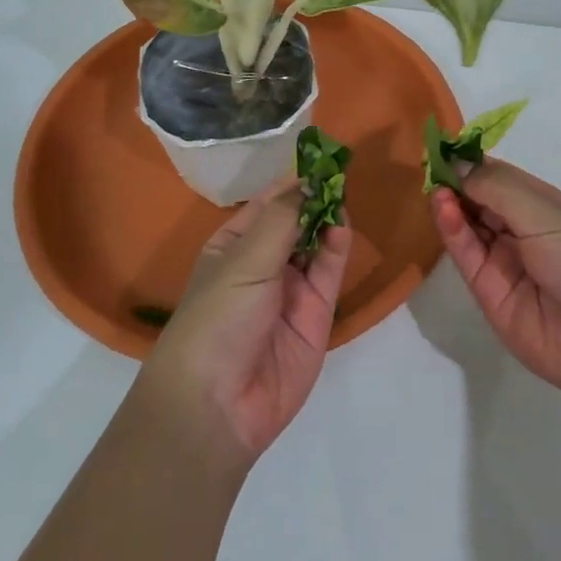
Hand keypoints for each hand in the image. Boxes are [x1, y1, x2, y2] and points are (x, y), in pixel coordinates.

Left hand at [146, 181, 352, 464]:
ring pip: (315, 245)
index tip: (319, 156)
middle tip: (340, 169)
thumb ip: (281, 220)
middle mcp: (261, 265)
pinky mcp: (316, 315)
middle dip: (313, 198)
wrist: (219, 404)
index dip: (290, 182)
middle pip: (294, 222)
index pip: (265, 205)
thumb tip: (306, 182)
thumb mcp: (243, 261)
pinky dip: (337, 248)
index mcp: (230, 247)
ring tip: (342, 192)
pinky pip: (329, 273)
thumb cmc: (217, 319)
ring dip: (326, 219)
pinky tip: (341, 225)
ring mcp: (290, 290)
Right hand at [430, 159, 560, 406]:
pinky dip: (452, 230)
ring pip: (469, 227)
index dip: (472, 163)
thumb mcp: (545, 212)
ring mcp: (504, 262)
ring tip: (435, 187)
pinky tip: (442, 207)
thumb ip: (496, 187)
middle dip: (457, 182)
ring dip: (452, 204)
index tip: (443, 146)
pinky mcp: (488, 292)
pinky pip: (466, 255)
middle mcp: (522, 231)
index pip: (499, 177)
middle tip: (429, 165)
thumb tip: (457, 162)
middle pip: (480, 201)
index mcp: (544, 206)